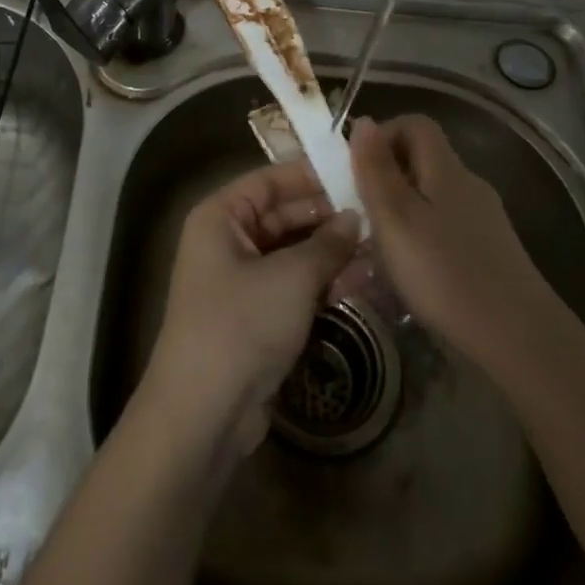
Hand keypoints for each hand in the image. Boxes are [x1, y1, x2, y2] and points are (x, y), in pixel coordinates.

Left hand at [139, 161, 362, 461]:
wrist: (203, 412)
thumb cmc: (241, 324)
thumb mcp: (291, 278)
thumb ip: (327, 244)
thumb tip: (354, 218)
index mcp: (220, 217)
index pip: (269, 181)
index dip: (310, 175)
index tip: (354, 171)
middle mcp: (227, 240)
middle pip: (283, 215)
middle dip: (327, 216)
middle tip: (377, 212)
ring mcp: (241, 280)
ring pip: (293, 252)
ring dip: (331, 251)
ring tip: (380, 245)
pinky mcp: (257, 315)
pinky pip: (294, 285)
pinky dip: (323, 282)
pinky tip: (363, 279)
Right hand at [348, 114, 549, 372]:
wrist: (520, 340)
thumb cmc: (446, 274)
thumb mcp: (395, 218)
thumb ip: (375, 169)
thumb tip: (364, 121)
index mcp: (446, 169)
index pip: (415, 124)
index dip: (383, 135)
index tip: (358, 169)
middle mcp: (468, 185)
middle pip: (423, 159)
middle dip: (387, 178)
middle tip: (362, 213)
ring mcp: (484, 220)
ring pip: (433, 196)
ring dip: (402, 211)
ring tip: (379, 248)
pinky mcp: (491, 252)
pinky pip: (446, 227)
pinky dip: (422, 237)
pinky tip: (412, 273)